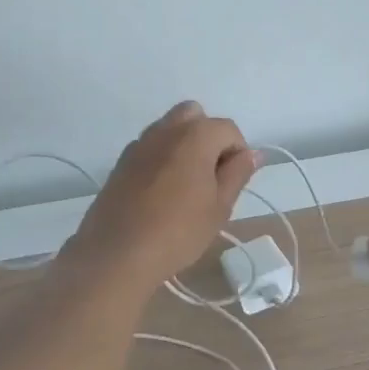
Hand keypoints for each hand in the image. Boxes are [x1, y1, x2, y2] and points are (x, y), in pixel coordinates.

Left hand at [64, 102, 258, 292]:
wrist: (116, 253)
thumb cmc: (177, 231)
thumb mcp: (219, 207)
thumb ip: (237, 173)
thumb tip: (252, 153)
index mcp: (195, 135)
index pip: (228, 129)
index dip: (237, 153)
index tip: (231, 184)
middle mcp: (166, 129)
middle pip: (195, 116)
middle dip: (208, 137)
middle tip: (210, 176)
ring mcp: (139, 143)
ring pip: (169, 128)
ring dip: (183, 145)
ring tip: (185, 186)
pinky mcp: (121, 161)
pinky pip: (150, 146)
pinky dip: (161, 157)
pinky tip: (160, 193)